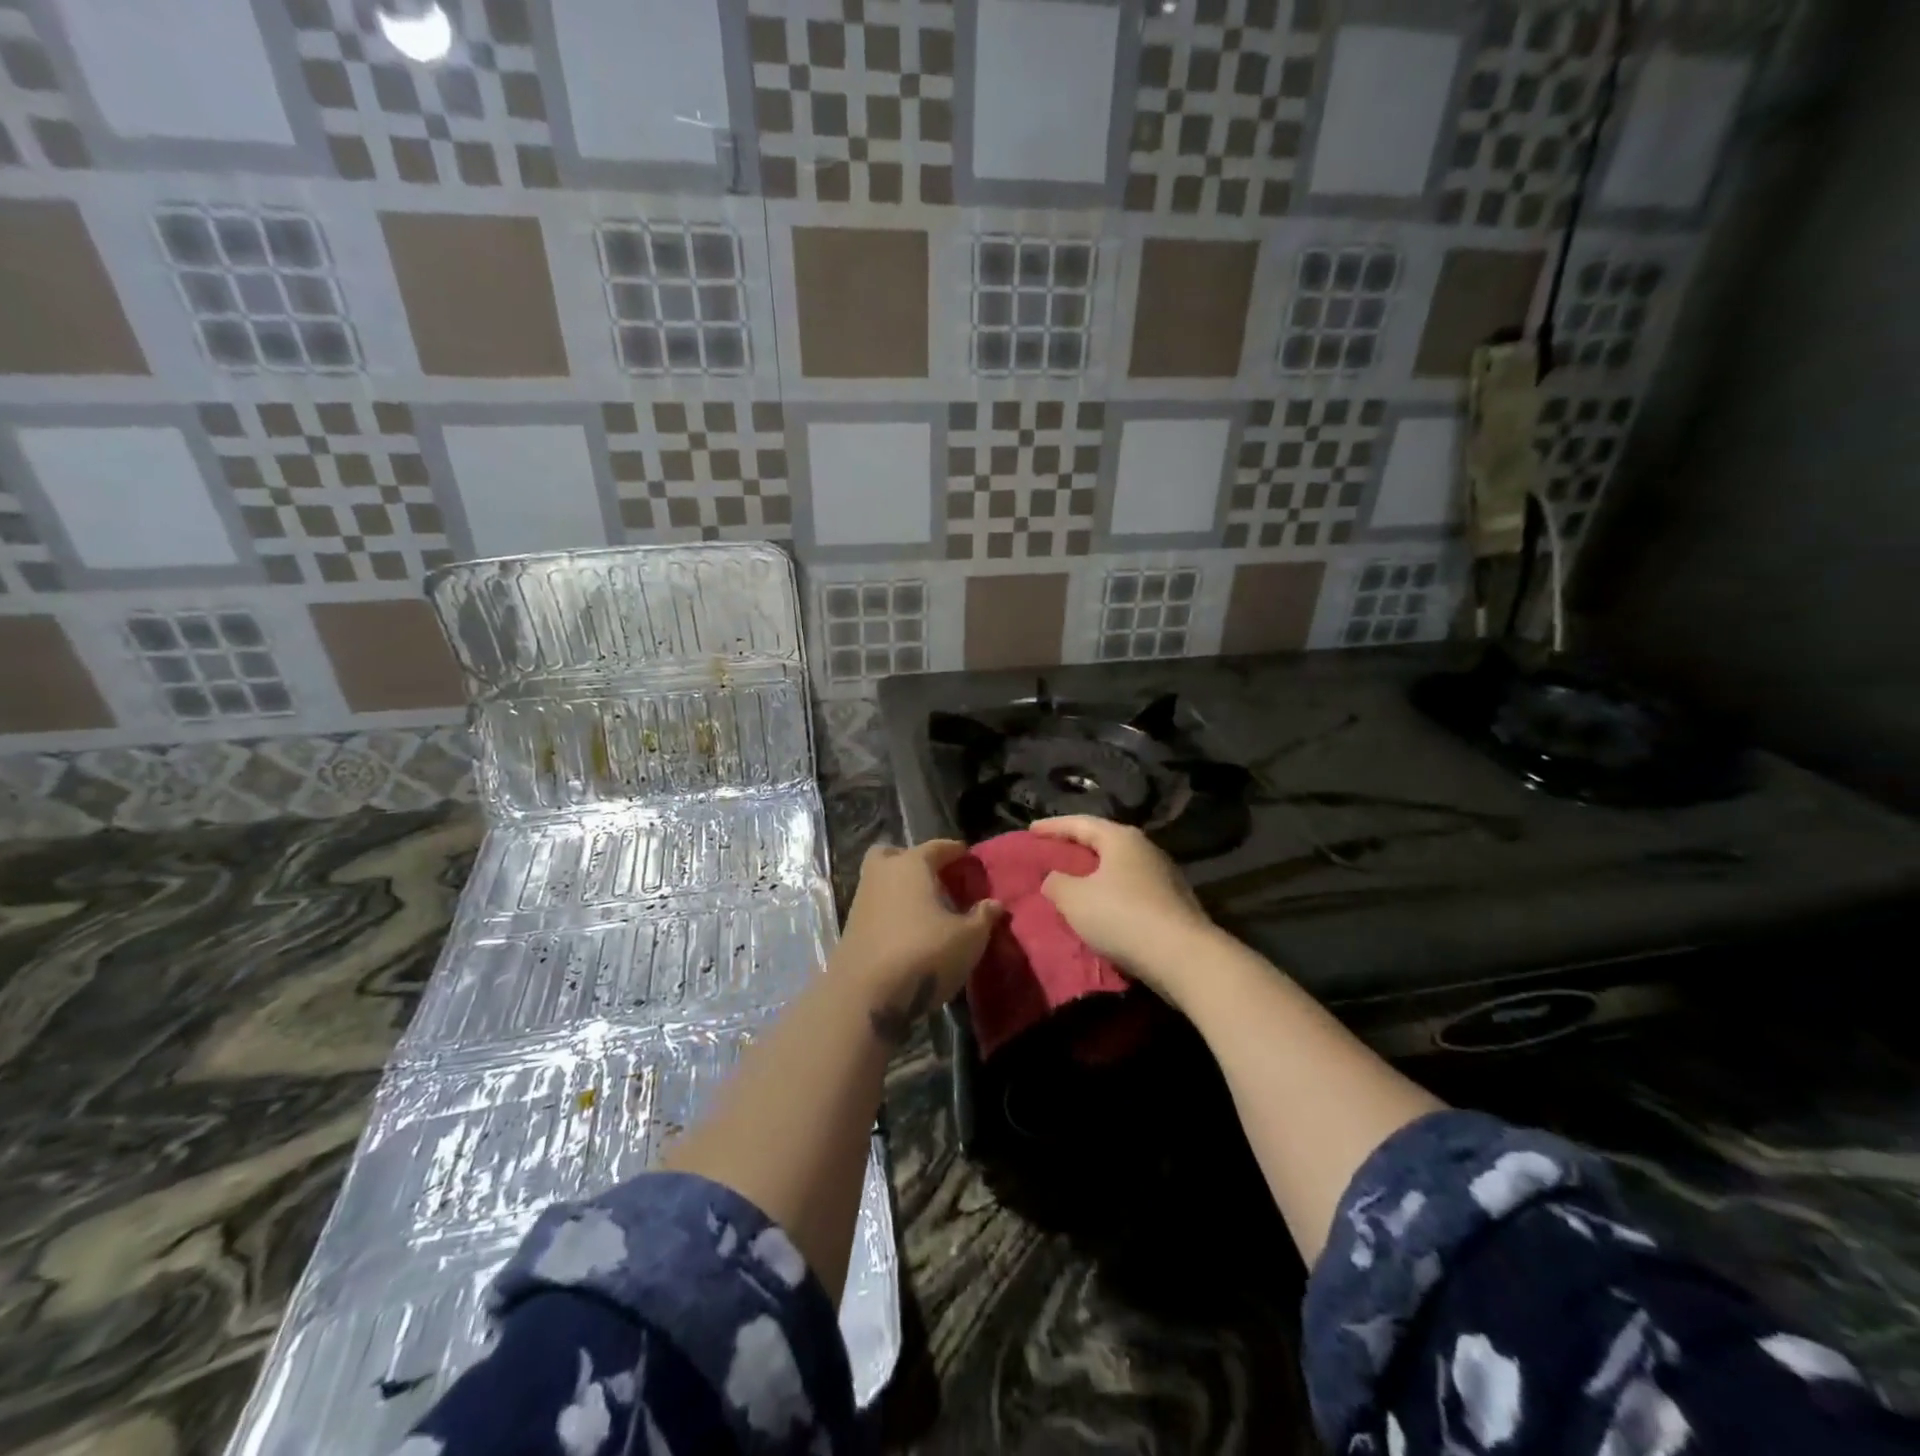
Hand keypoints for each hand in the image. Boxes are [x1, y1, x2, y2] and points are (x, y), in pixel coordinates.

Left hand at [837, 840, 1000, 1043]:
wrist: (865, 994)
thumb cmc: (924, 953)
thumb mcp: (968, 938)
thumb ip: (983, 917)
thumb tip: (994, 904)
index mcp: (912, 864)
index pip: (937, 847)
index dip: (956, 851)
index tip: (968, 858)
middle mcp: (882, 873)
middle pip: (893, 853)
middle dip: (913, 860)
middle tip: (935, 878)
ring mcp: (861, 899)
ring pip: (880, 880)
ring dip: (899, 888)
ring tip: (925, 909)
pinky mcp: (850, 927)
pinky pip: (875, 906)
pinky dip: (890, 911)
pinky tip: (907, 931)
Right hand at [1031, 816, 1216, 1003]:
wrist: (1182, 956)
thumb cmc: (1121, 916)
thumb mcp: (1074, 899)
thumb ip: (1056, 883)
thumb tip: (1054, 879)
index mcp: (1121, 838)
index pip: (1080, 823)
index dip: (1053, 826)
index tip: (1030, 830)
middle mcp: (1145, 849)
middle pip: (1104, 842)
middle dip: (1077, 848)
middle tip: (1053, 853)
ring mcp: (1164, 876)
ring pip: (1119, 868)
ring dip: (1096, 873)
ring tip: (1074, 882)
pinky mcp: (1173, 903)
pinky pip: (1132, 890)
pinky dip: (1112, 894)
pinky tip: (1102, 908)